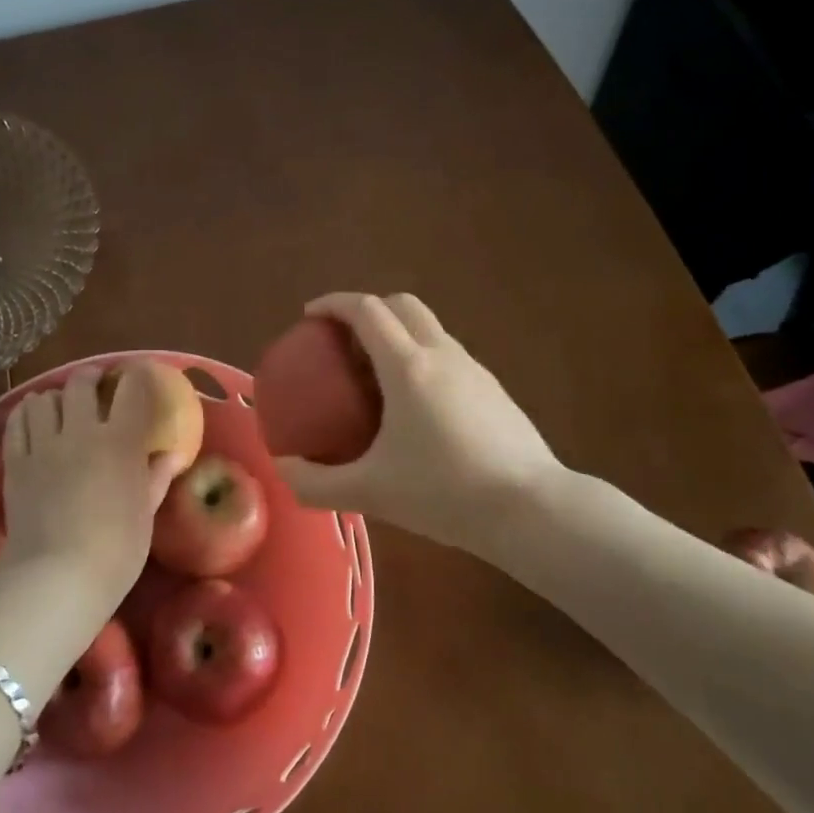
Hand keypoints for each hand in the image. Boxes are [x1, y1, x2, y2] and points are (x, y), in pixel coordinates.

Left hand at [0, 365, 186, 605]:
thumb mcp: (146, 513)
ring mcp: (44, 445)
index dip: (137, 375)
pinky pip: (17, 422)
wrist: (57, 578)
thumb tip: (173, 454)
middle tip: (97, 383)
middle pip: (81, 384)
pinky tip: (33, 420)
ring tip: (61, 405)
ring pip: (44, 398)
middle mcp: (81, 432)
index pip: (132, 391)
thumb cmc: (116, 549)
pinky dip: (26, 413)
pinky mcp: (15, 462)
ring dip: (55, 396)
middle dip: (91, 377)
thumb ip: (157, 476)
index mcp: (121, 442)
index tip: (140, 373)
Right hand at [273, 294, 562, 553]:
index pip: (366, 310)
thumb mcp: (371, 492)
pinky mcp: (493, 389)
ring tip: (375, 375)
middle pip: (401, 304)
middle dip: (367, 310)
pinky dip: (421, 357)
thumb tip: (283, 469)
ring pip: (429, 328)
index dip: (333, 304)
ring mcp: (473, 368)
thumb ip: (316, 484)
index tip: (309, 316)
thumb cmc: (445, 493)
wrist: (530, 508)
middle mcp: (441, 354)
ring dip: (397, 333)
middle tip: (342, 342)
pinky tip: (416, 406)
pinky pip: (447, 354)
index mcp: (408, 366)